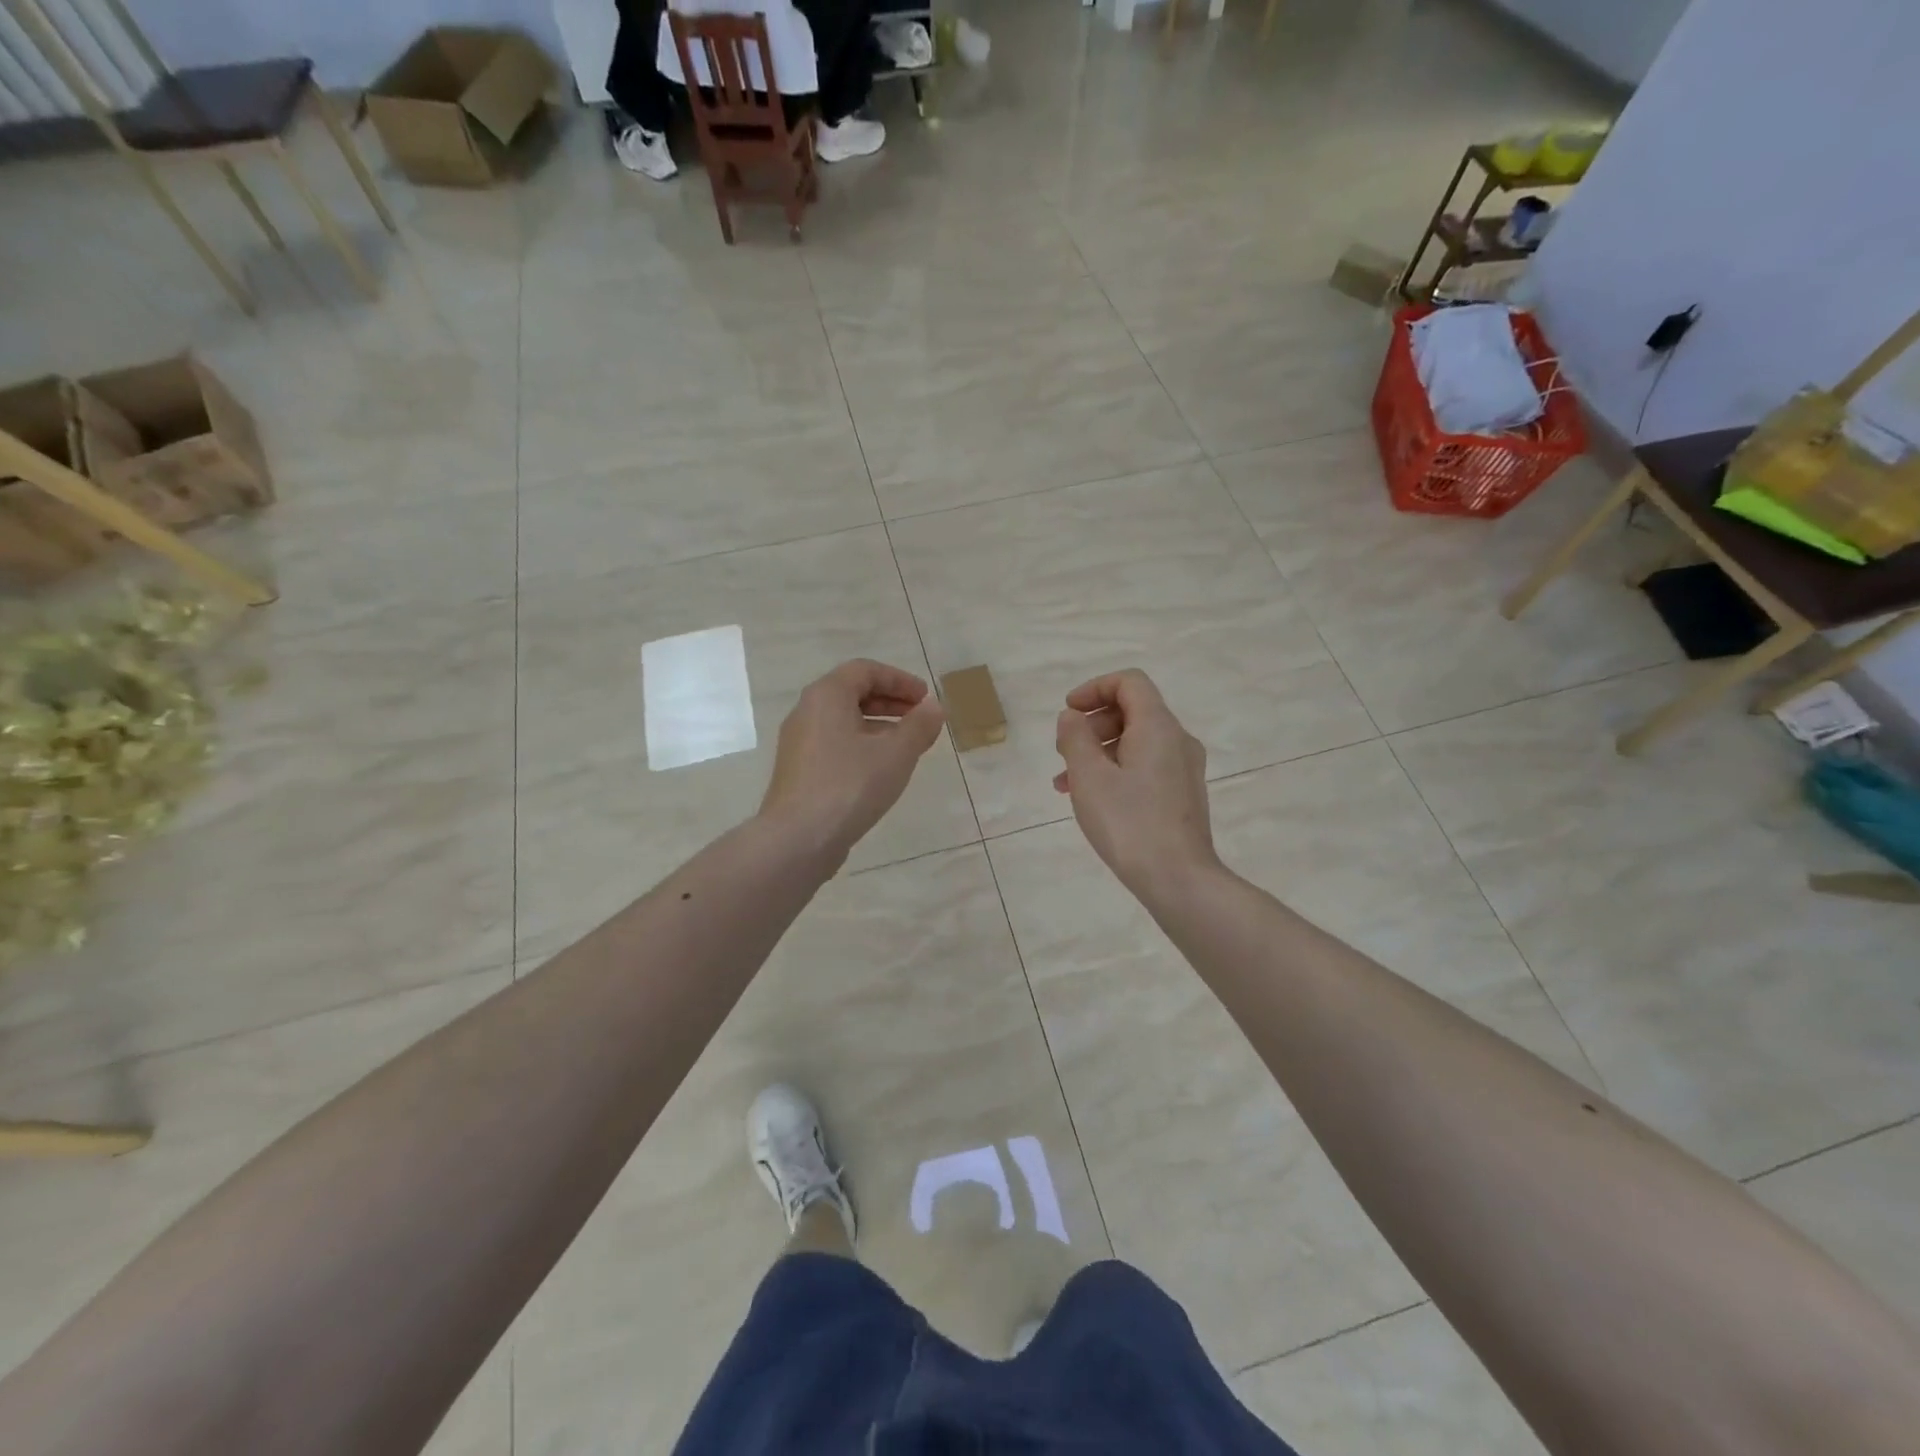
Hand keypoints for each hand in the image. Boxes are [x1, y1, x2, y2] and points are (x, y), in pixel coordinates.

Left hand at [759, 659, 946, 868]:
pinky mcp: (799, 770)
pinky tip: (881, 771)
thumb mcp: (896, 753)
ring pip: (844, 721)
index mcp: (827, 696)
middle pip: (852, 693)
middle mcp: (807, 711)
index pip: (865, 670)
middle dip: (891, 702)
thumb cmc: (850, 785)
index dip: (900, 680)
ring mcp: (799, 743)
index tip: (925, 699)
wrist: (798, 838)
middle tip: (920, 719)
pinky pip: (835, 744)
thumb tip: (934, 707)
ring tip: (907, 746)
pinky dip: (862, 746)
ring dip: (879, 726)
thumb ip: (919, 726)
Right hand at [1054, 670, 1219, 904]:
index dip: (1094, 688)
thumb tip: (1072, 717)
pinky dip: (1116, 770)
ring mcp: (1184, 769)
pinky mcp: (1183, 794)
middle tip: (1064, 751)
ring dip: (1099, 751)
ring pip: (1136, 742)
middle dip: (1093, 724)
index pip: (1129, 682)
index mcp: (1158, 726)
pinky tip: (1093, 799)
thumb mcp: (1089, 777)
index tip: (1068, 712)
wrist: (1179, 879)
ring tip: (1067, 782)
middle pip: (1133, 711)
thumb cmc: (1129, 823)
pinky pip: (1146, 766)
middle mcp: (1177, 740)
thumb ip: (1075, 738)